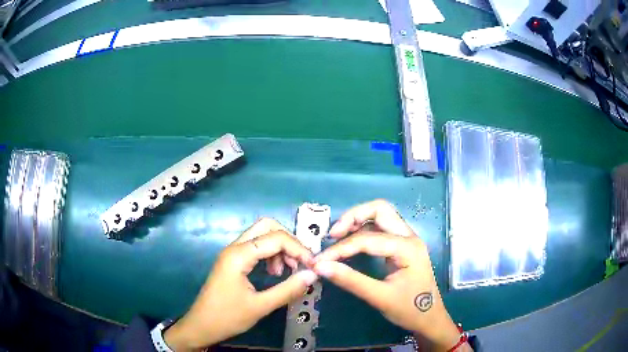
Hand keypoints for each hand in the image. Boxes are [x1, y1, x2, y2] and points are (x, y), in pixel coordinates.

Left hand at [164, 218, 317, 350]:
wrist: (202, 326)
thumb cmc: (227, 317)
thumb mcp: (260, 306)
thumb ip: (288, 289)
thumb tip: (313, 275)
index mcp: (239, 255)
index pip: (276, 238)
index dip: (298, 249)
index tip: (312, 266)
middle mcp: (235, 247)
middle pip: (267, 227)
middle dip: (288, 241)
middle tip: (299, 263)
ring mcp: (233, 253)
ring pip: (262, 236)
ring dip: (280, 248)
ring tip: (287, 271)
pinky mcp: (233, 261)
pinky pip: (256, 248)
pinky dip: (271, 255)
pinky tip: (275, 273)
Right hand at [313, 200, 465, 350]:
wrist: (429, 319)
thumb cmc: (409, 309)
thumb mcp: (379, 297)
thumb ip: (350, 280)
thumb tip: (320, 267)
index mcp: (407, 248)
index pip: (367, 239)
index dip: (340, 248)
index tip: (319, 260)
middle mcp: (409, 236)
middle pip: (380, 210)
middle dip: (353, 217)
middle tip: (332, 235)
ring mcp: (407, 240)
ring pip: (381, 216)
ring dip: (358, 220)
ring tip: (337, 236)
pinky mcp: (403, 246)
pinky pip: (382, 228)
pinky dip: (364, 230)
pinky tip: (351, 242)